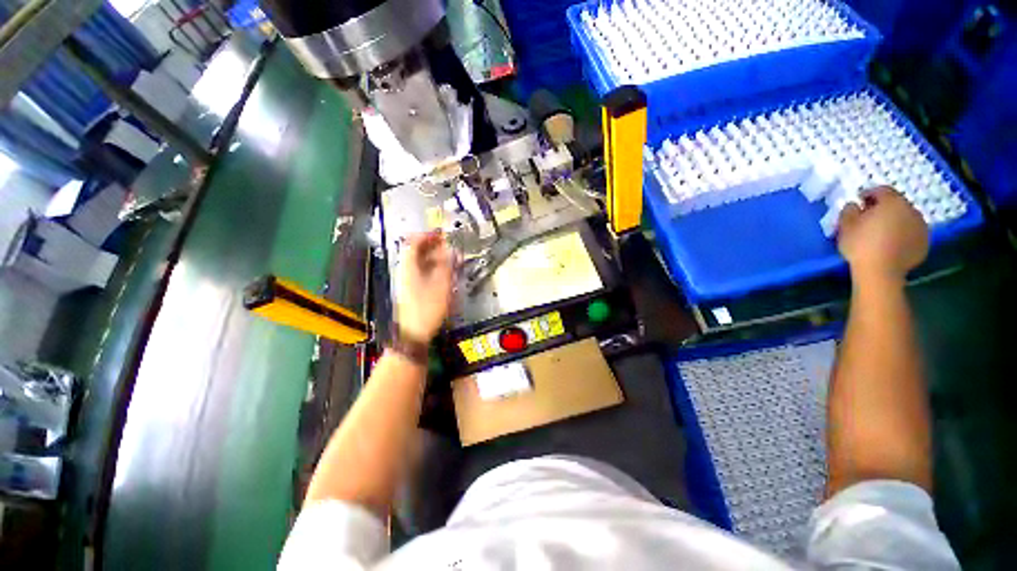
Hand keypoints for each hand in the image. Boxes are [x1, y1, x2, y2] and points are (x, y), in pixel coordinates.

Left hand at [395, 233, 454, 342]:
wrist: (414, 333)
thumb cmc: (427, 308)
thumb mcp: (441, 285)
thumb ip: (447, 266)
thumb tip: (452, 251)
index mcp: (409, 267)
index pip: (413, 243)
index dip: (426, 235)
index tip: (439, 233)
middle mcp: (406, 271)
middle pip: (415, 251)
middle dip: (431, 245)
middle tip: (446, 244)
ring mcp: (408, 281)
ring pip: (420, 262)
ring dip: (434, 256)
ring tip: (449, 256)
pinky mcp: (413, 290)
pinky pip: (422, 272)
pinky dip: (433, 268)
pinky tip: (444, 271)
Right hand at [838, 186, 928, 284]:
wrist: (880, 271)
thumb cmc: (860, 244)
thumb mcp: (845, 225)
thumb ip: (849, 210)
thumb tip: (854, 205)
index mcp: (892, 202)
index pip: (881, 190)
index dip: (868, 193)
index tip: (858, 201)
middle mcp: (911, 210)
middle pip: (896, 203)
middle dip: (883, 208)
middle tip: (869, 217)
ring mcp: (921, 227)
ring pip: (906, 218)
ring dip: (895, 221)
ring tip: (881, 232)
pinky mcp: (924, 243)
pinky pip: (911, 233)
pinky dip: (902, 234)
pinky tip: (891, 243)